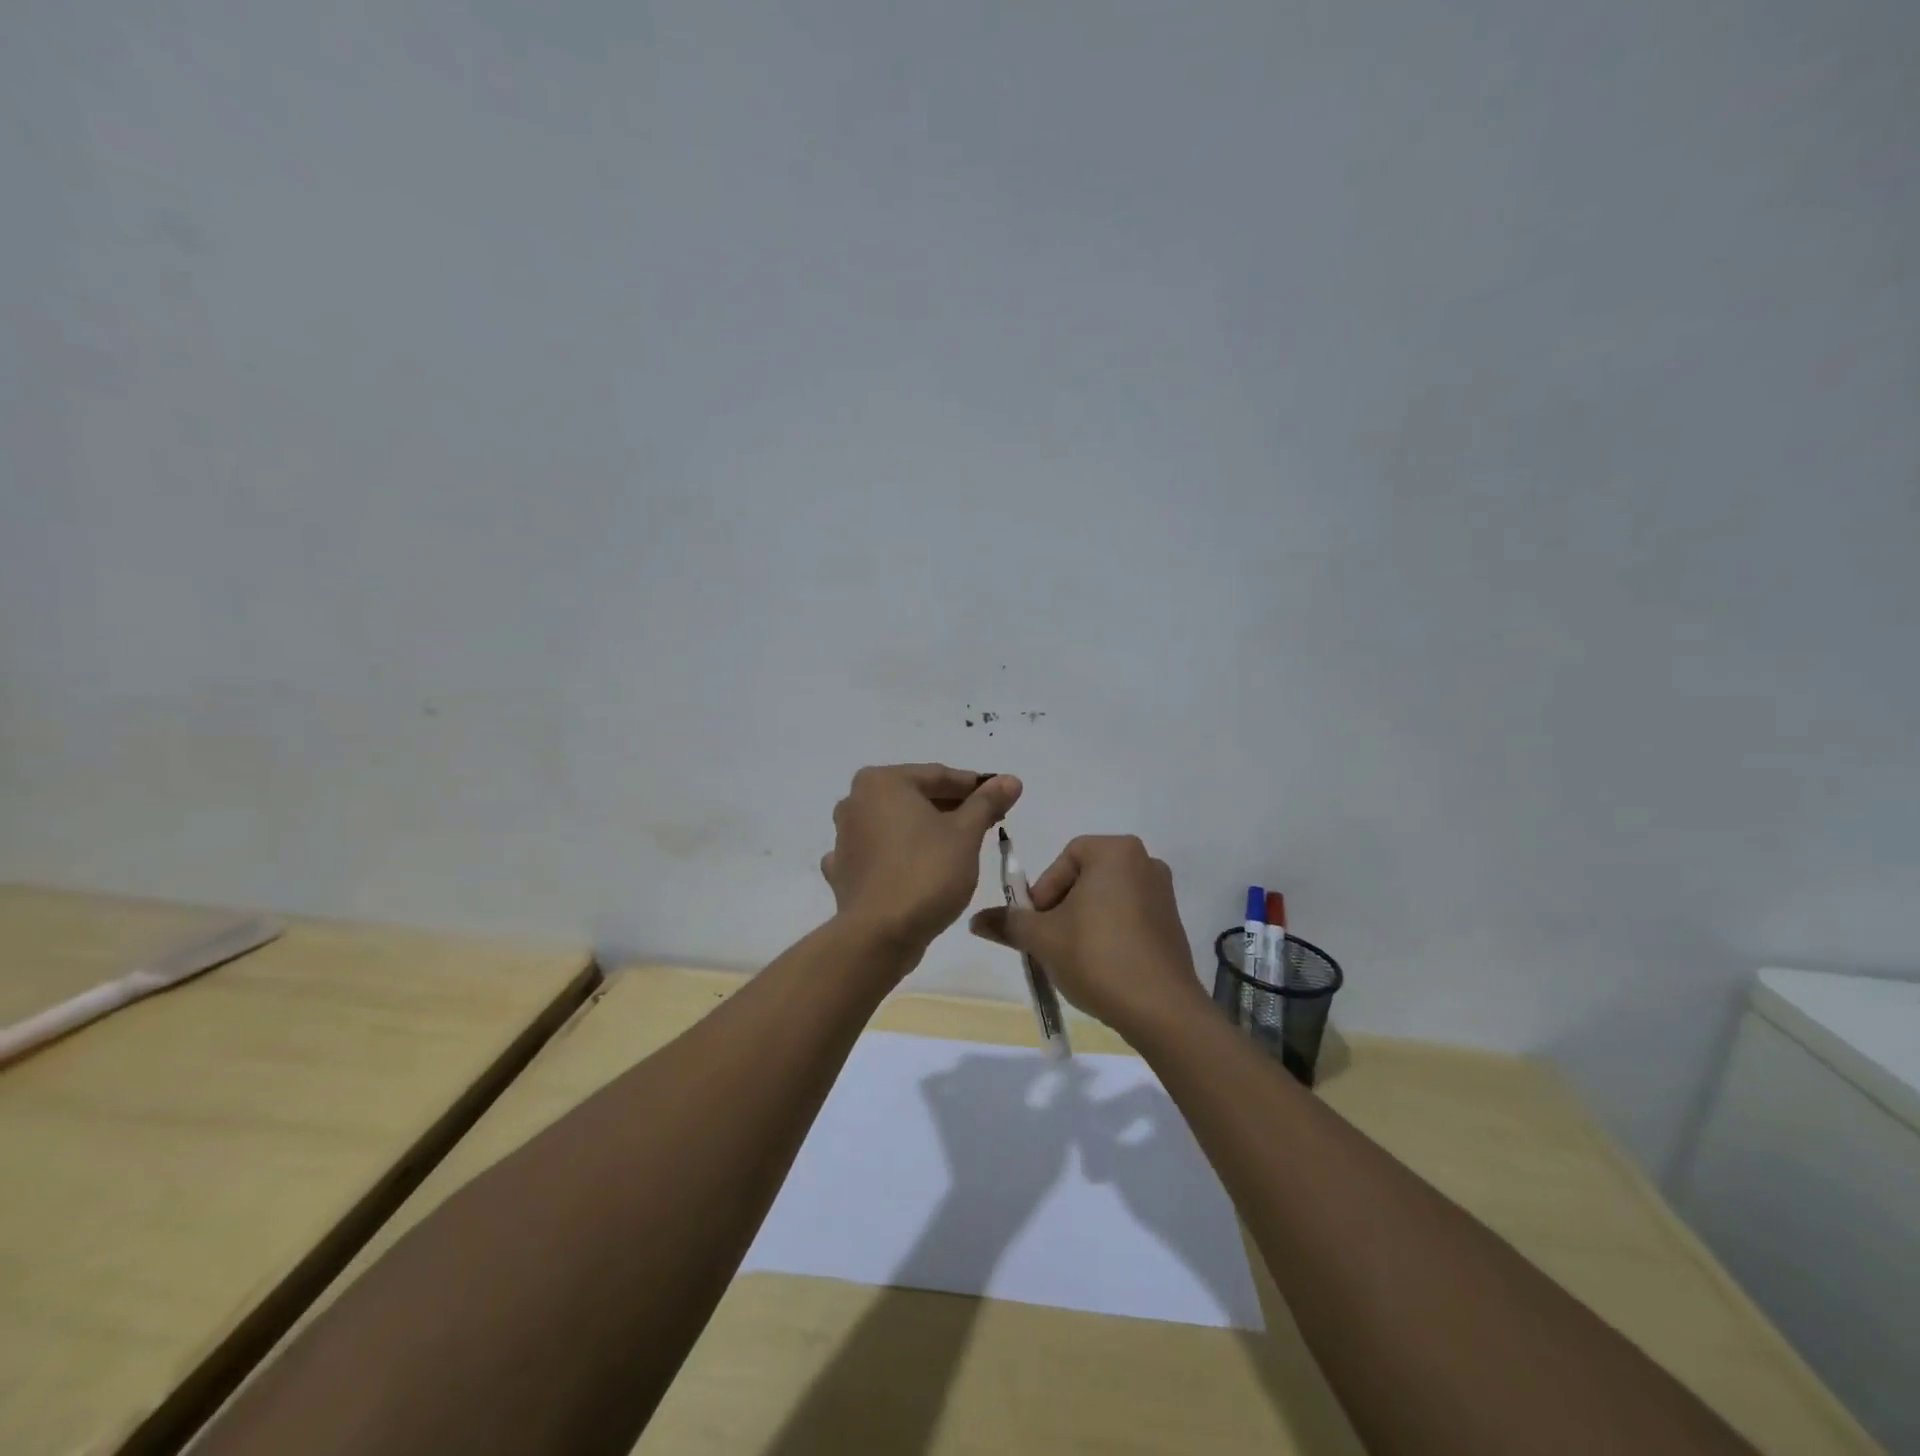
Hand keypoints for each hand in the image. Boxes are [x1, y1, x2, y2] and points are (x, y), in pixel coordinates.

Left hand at [822, 764, 1022, 954]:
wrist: (879, 936)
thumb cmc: (926, 873)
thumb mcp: (966, 833)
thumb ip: (987, 802)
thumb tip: (1010, 779)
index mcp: (882, 782)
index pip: (938, 776)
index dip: (974, 786)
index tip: (1001, 797)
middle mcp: (855, 801)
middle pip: (914, 797)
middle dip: (951, 808)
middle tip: (987, 821)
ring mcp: (843, 837)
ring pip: (896, 825)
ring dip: (925, 830)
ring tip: (960, 845)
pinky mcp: (843, 871)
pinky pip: (879, 854)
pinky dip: (899, 856)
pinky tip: (915, 866)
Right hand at [967, 835, 1203, 1037]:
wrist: (1161, 1009)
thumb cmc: (1097, 957)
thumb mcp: (1042, 938)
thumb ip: (1009, 923)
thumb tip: (976, 921)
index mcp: (1116, 851)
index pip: (1065, 858)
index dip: (1044, 891)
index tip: (1037, 924)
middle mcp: (1145, 862)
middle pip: (1085, 878)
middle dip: (1061, 908)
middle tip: (1048, 941)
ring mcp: (1163, 894)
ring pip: (1106, 900)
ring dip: (1083, 922)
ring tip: (1070, 957)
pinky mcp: (1172, 924)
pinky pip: (1128, 918)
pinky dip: (1109, 934)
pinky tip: (1099, 966)